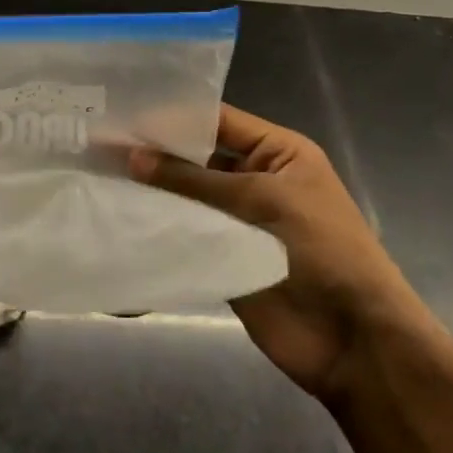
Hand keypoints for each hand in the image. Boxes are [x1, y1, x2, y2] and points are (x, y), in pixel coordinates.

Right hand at [130, 104, 418, 403]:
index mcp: (277, 153)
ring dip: (151, 190)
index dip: (175, 117)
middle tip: (100, 144)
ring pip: (186, 197)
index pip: (219, 121)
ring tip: (99, 176)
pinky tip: (119, 217)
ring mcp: (237, 221)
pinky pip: (185, 234)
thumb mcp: (263, 201)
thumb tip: (133, 157)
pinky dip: (158, 226)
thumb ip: (195, 180)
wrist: (353, 340)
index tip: (125, 112)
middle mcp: (254, 180)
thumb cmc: (322, 250)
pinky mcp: (221, 257)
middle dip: (156, 153)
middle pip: (197, 159)